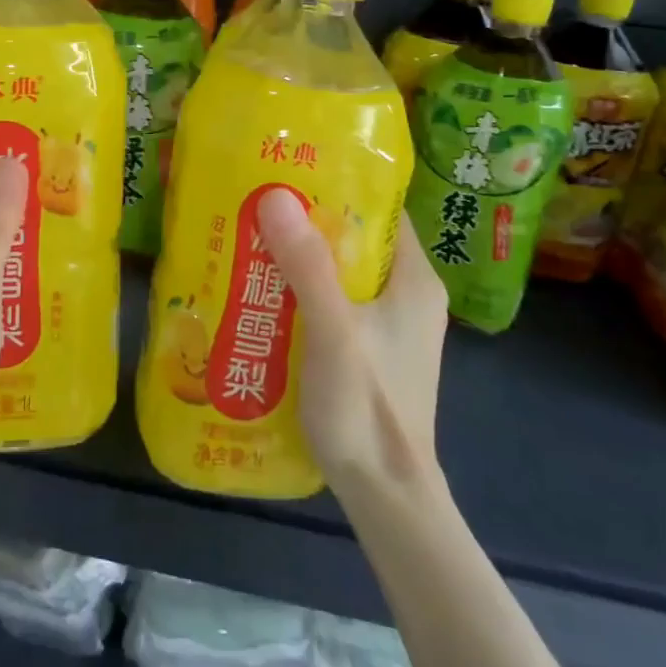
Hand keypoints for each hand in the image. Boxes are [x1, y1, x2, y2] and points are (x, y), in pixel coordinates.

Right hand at [257, 189, 448, 493]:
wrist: (386, 495)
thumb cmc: (367, 407)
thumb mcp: (334, 331)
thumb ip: (307, 266)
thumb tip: (276, 195)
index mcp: (414, 280)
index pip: (381, 210)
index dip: (339, 185)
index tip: (290, 170)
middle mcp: (407, 296)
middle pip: (356, 240)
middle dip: (308, 223)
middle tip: (257, 204)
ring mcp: (389, 326)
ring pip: (341, 273)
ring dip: (300, 259)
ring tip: (251, 240)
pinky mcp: (370, 351)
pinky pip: (333, 304)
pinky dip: (302, 293)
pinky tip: (263, 293)